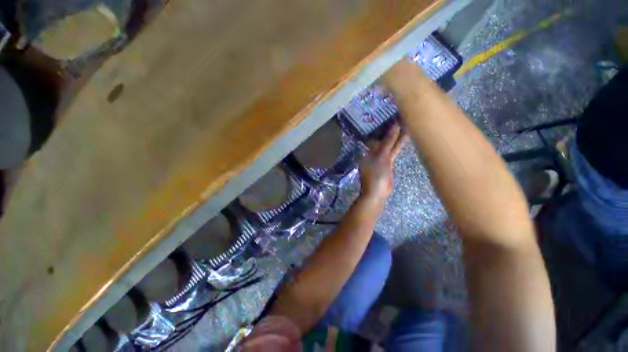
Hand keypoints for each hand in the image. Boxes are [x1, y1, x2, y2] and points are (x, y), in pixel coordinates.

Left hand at [359, 123, 407, 204]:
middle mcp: (373, 151)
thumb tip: (394, 126)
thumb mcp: (381, 157)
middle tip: (402, 115)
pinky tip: (406, 135)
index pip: (376, 134)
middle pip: (383, 138)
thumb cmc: (375, 175)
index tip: (393, 115)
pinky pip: (394, 150)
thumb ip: (388, 142)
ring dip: (397, 135)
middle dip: (392, 129)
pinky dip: (399, 144)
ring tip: (407, 122)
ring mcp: (381, 156)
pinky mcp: (388, 162)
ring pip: (390, 143)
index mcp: (367, 149)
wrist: (377, 192)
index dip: (384, 125)